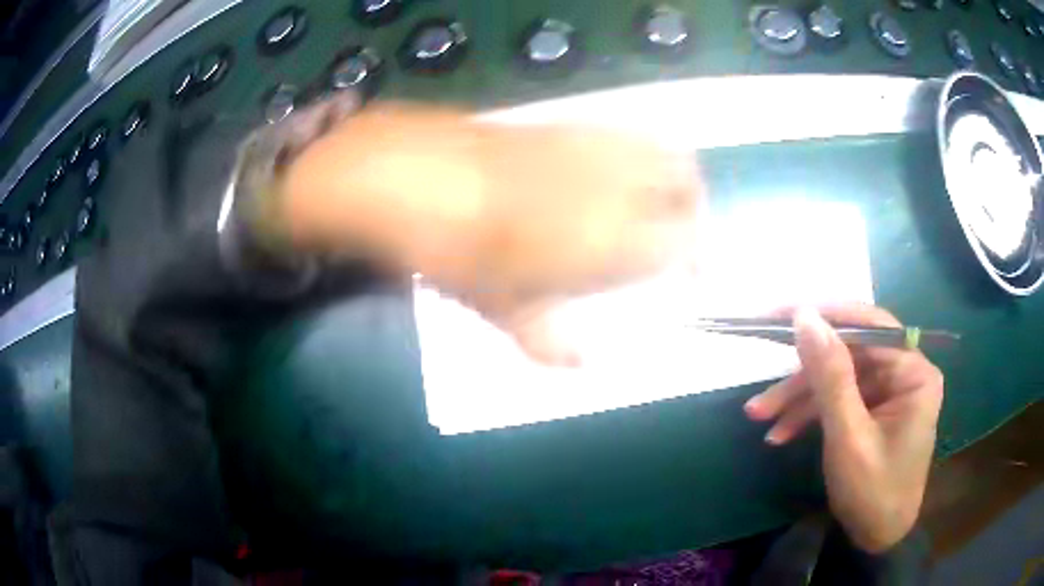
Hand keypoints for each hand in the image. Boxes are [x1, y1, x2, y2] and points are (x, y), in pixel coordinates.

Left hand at [282, 102, 702, 363]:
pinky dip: (634, 150)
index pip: (685, 242)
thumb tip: (580, 364)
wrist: (412, 176)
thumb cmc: (460, 251)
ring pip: (661, 147)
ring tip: (655, 197)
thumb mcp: (502, 307)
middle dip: (695, 207)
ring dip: (671, 172)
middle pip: (687, 182)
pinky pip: (620, 132)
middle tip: (682, 230)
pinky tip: (606, 171)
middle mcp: (617, 184)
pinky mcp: (564, 123)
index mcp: (614, 237)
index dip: (697, 258)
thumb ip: (547, 340)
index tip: (693, 274)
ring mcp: (591, 145)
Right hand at [744, 305, 943, 552]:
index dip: (826, 317)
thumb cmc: (873, 493)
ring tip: (759, 416)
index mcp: (913, 371)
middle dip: (803, 374)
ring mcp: (888, 391)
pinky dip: (809, 414)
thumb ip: (830, 375)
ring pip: (838, 378)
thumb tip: (805, 316)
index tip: (781, 315)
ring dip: (798, 398)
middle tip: (764, 375)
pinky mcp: (873, 409)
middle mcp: (904, 372)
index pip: (869, 326)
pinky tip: (780, 433)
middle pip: (849, 354)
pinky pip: (838, 399)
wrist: (877, 540)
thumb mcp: (848, 437)